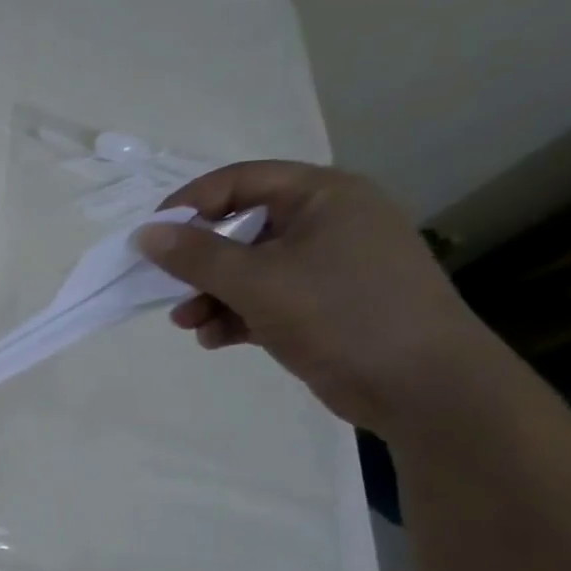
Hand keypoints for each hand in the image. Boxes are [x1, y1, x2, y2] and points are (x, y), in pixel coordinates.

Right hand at [134, 162, 497, 432]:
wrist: (425, 389)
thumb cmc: (342, 315)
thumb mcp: (258, 282)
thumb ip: (196, 256)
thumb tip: (145, 233)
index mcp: (323, 196)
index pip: (240, 181)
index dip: (190, 204)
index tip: (151, 237)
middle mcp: (327, 222)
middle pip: (241, 228)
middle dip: (199, 262)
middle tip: (165, 286)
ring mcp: (329, 267)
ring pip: (250, 269)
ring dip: (211, 294)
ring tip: (187, 323)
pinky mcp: (326, 306)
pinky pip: (267, 299)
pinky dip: (237, 315)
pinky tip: (214, 339)